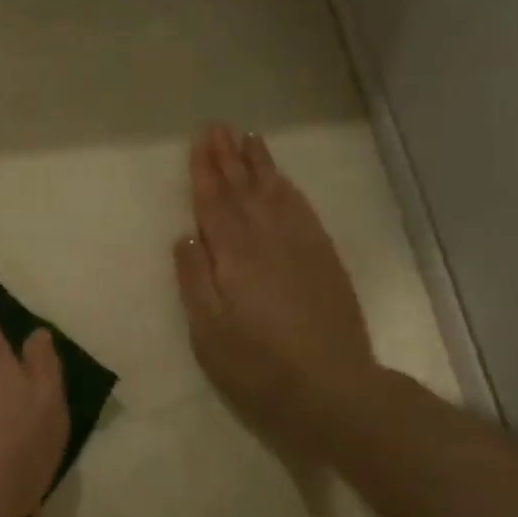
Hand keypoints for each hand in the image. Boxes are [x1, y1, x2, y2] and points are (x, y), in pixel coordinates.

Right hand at [173, 125, 379, 454]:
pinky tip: (282, 180)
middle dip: (229, 157)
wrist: (332, 390)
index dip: (205, 170)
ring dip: (260, 164)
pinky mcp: (324, 259)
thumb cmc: (257, 365)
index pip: (215, 201)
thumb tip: (185, 235)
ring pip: (276, 192)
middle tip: (219, 127)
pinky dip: (289, 188)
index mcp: (235, 254)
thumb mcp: (208, 330)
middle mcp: (269, 238)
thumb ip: (195, 279)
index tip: (199, 140)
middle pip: (245, 188)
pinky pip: (303, 210)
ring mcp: (302, 246)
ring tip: (249, 139)